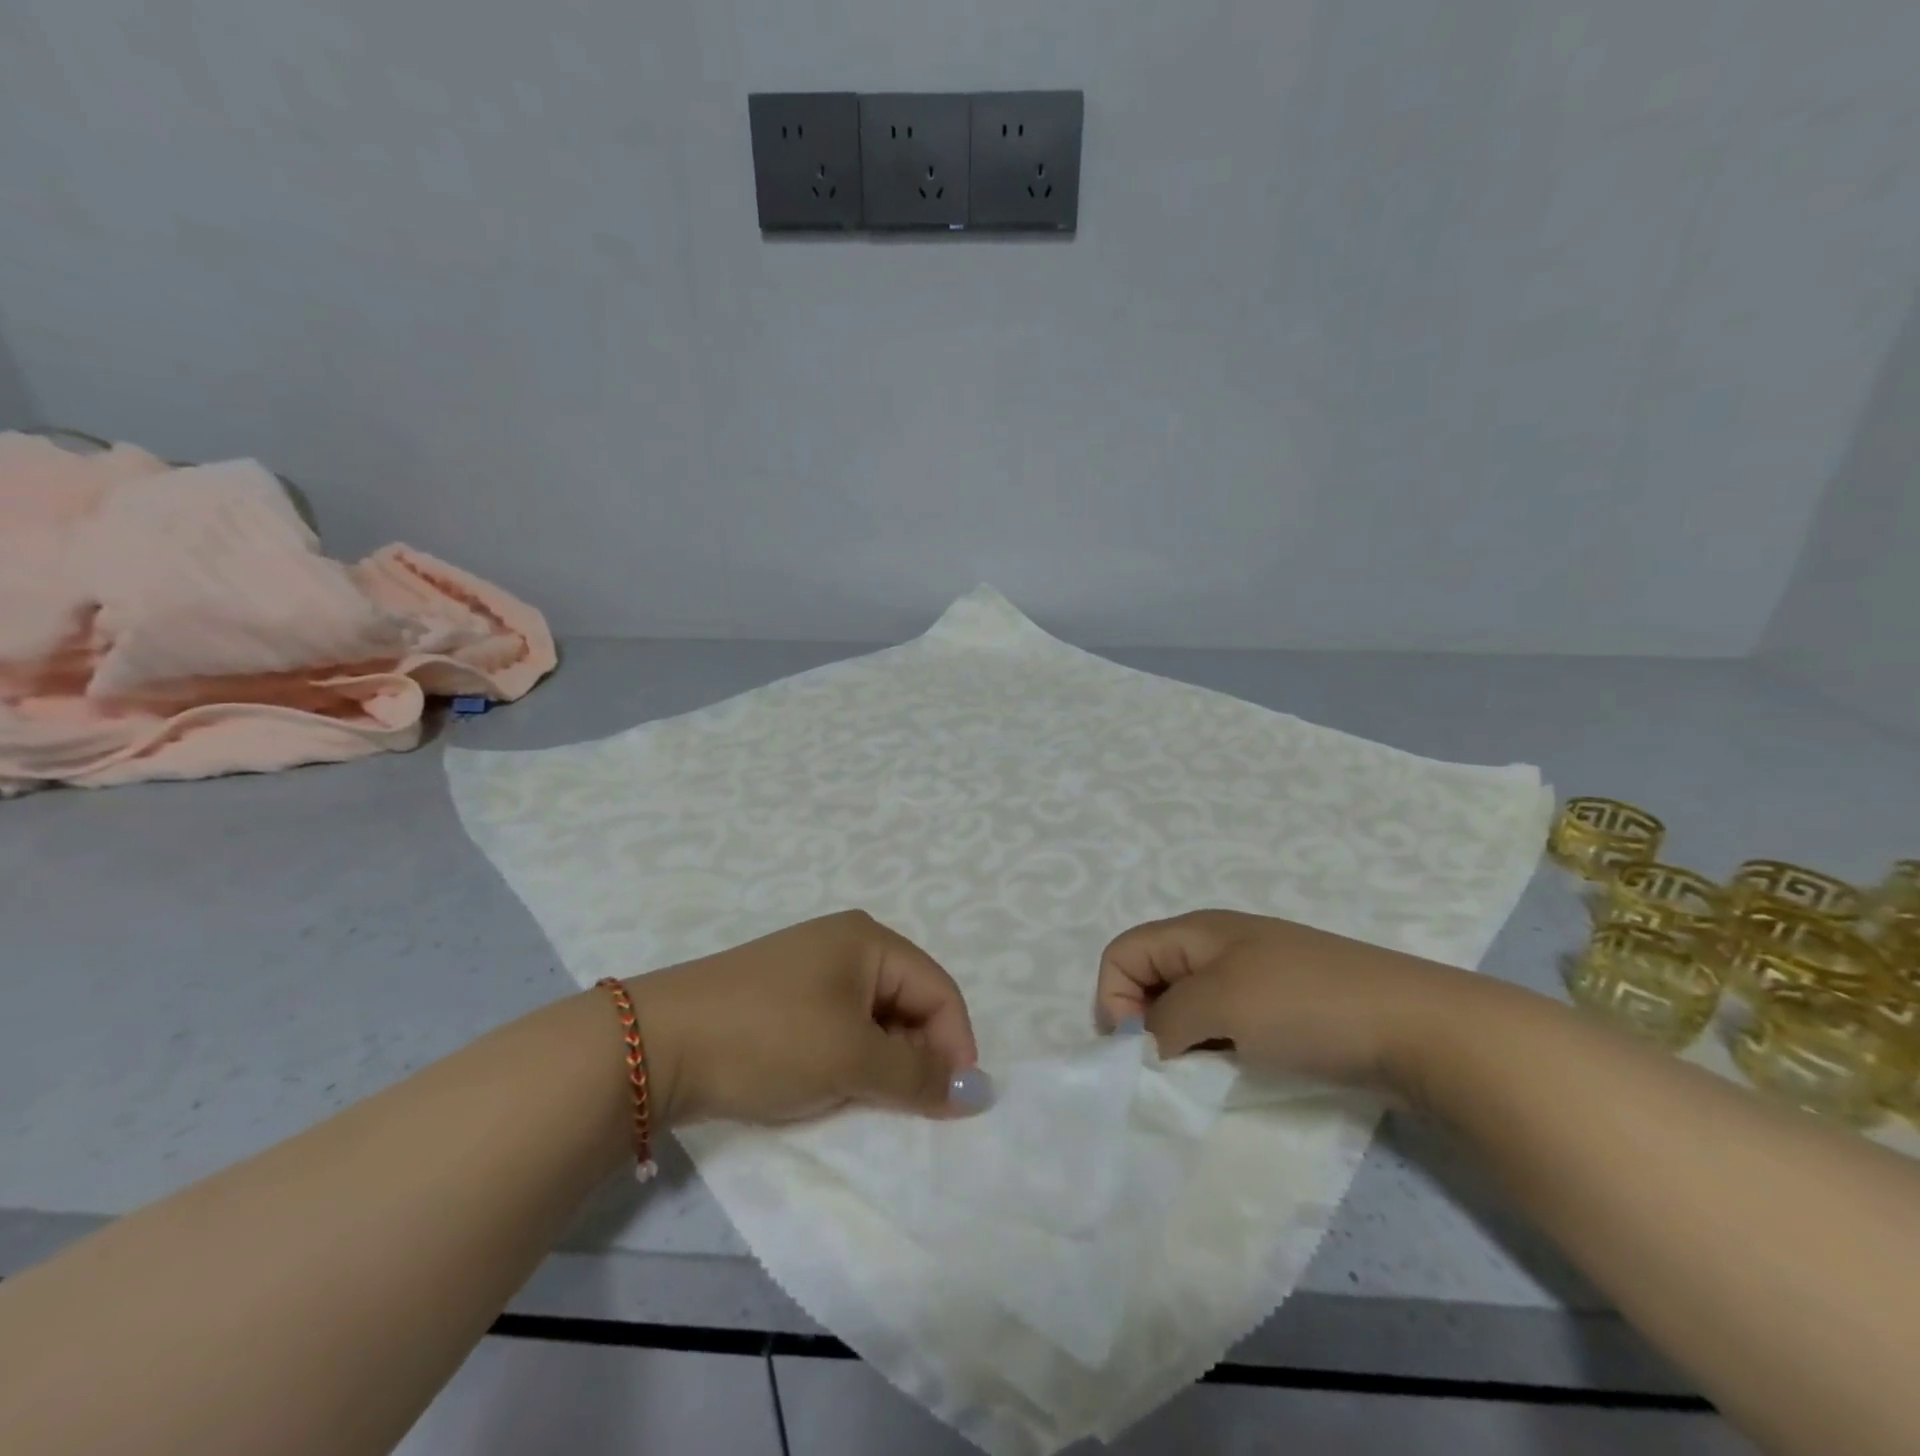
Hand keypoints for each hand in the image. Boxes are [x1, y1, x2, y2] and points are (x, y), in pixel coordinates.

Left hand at [625, 910, 990, 1126]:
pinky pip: (840, 1026)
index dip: (956, 1045)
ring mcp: (812, 969)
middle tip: (905, 1107)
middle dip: (917, 1055)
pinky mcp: (785, 997)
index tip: (953, 1105)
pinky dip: (850, 1059)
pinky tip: (832, 1086)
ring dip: (882, 1062)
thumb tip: (976, 1093)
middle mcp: (846, 944)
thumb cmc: (770, 1037)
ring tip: (864, 1099)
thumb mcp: (852, 1058)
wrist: (657, 1044)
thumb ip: (918, 1076)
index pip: (939, 990)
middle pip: (909, 1001)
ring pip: (874, 1019)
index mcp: (870, 940)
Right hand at [1095, 909, 1484, 1095]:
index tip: (1139, 1051)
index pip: (1122, 953)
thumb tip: (1147, 1044)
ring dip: (1186, 1042)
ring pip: (1191, 1006)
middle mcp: (1220, 946)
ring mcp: (1257, 976)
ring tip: (1209, 1075)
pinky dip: (1220, 1050)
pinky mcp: (1285, 1008)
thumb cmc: (1305, 1005)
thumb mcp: (1219, 1005)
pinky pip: (1228, 1024)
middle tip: (1173, 1068)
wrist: (1419, 1028)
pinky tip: (1242, 1073)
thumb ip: (1164, 1022)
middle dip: (1148, 1023)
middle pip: (1152, 977)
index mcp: (1197, 931)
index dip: (1114, 998)